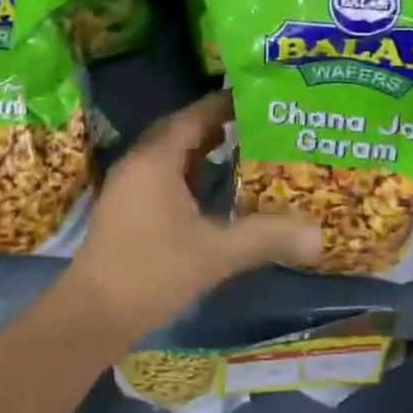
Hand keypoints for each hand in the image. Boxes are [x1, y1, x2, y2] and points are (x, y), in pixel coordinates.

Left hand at [68, 91, 322, 341]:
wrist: (92, 314)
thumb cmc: (152, 271)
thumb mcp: (215, 254)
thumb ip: (266, 238)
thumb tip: (319, 234)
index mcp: (156, 159)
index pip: (194, 116)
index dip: (223, 105)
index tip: (256, 98)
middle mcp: (138, 162)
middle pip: (179, 130)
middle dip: (214, 125)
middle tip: (254, 123)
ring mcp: (127, 185)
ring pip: (168, 153)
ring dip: (198, 149)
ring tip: (238, 149)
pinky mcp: (124, 207)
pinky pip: (160, 174)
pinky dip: (185, 171)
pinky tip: (208, 190)